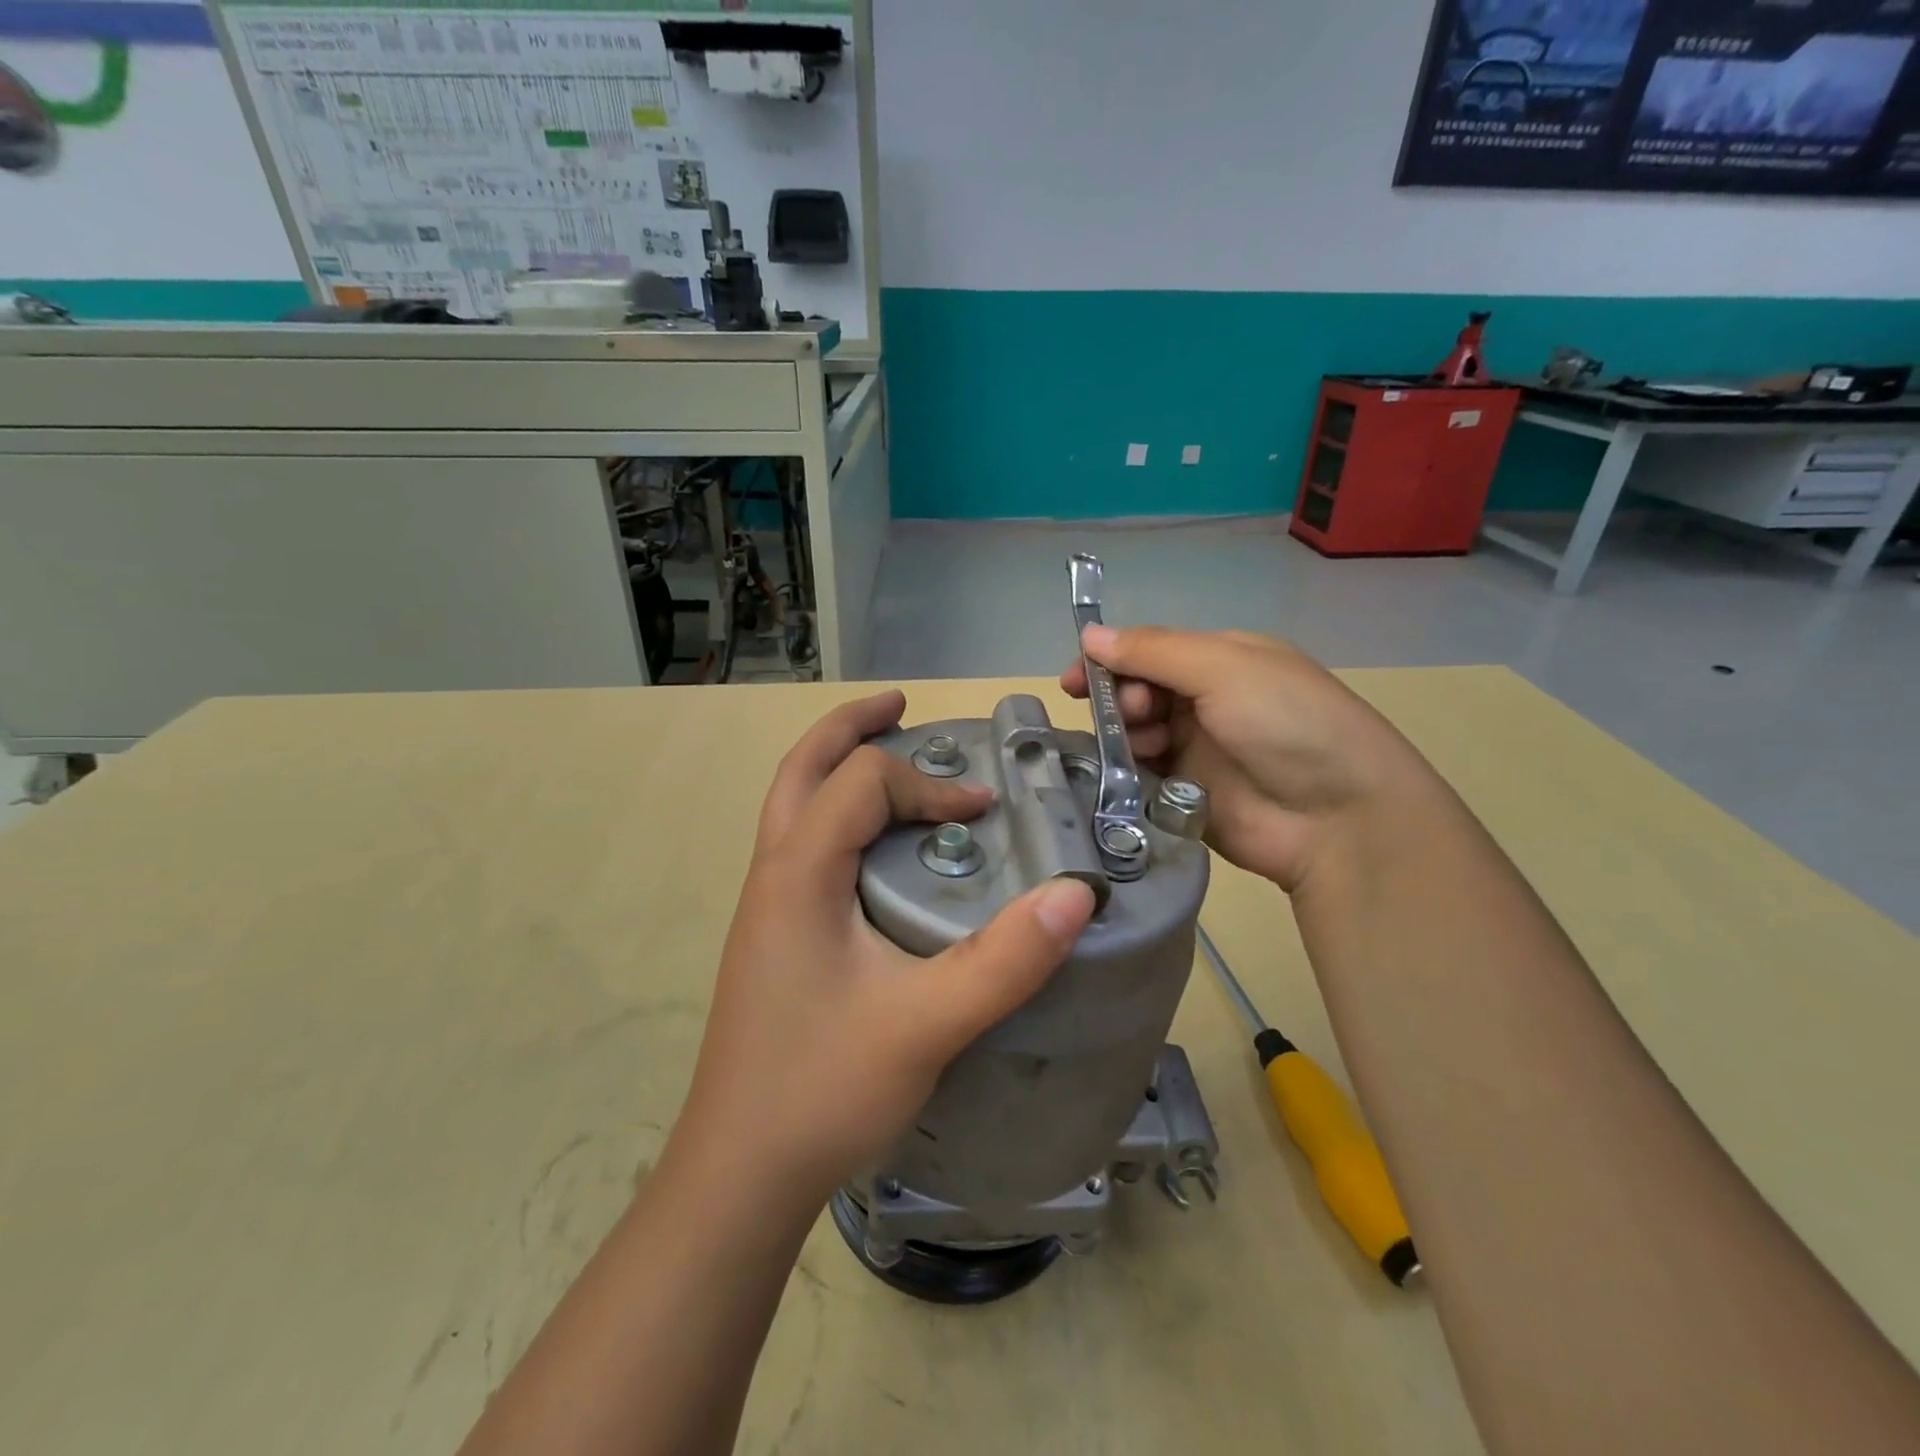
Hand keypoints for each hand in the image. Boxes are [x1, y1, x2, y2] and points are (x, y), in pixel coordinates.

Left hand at [675, 690, 1096, 1208]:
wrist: (739, 1173)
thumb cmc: (823, 1090)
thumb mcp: (927, 1025)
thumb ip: (1005, 960)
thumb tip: (1075, 893)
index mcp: (798, 873)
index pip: (863, 783)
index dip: (929, 784)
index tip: (985, 811)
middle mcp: (772, 874)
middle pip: (802, 769)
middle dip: (851, 727)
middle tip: (902, 705)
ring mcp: (765, 906)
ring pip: (792, 805)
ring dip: (837, 766)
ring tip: (885, 753)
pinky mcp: (771, 936)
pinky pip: (800, 844)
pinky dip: (835, 814)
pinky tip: (870, 846)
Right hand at [1061, 626, 1429, 892]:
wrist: (1338, 818)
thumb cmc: (1286, 724)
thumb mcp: (1224, 668)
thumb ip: (1153, 651)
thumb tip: (1090, 634)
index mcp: (1221, 660)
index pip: (1150, 650)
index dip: (1111, 660)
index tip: (1076, 680)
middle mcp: (1206, 701)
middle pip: (1137, 691)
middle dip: (1119, 697)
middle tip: (1126, 714)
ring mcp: (1196, 750)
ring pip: (1134, 733)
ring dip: (1124, 734)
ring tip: (1139, 746)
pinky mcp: (1184, 794)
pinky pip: (1140, 775)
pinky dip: (1127, 770)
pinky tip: (1127, 775)